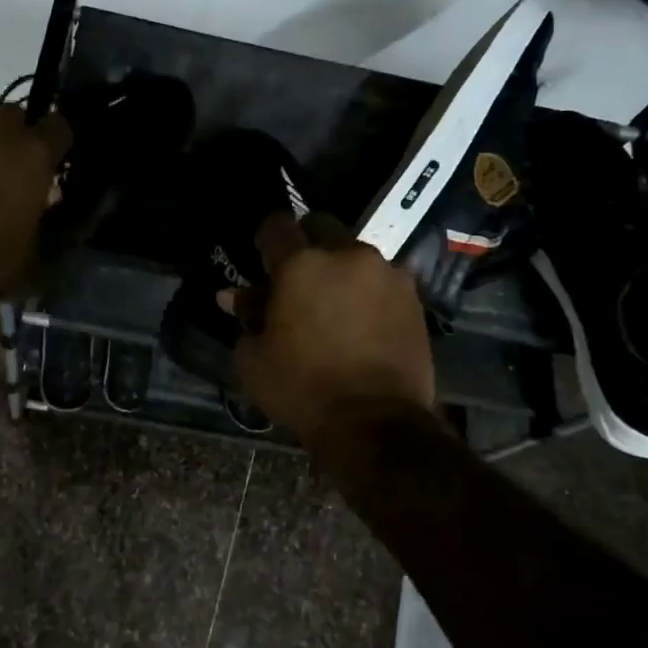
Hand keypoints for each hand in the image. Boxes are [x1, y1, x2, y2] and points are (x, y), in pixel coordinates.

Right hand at [223, 213, 435, 443]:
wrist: (375, 423)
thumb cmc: (302, 389)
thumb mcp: (254, 359)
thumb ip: (246, 316)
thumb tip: (234, 296)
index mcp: (300, 264)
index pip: (276, 224)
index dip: (266, 238)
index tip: (262, 258)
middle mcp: (346, 254)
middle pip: (321, 226)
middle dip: (306, 243)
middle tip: (297, 278)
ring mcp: (386, 273)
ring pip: (355, 253)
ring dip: (340, 268)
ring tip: (334, 304)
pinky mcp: (413, 296)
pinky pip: (382, 279)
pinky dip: (368, 290)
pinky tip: (362, 320)